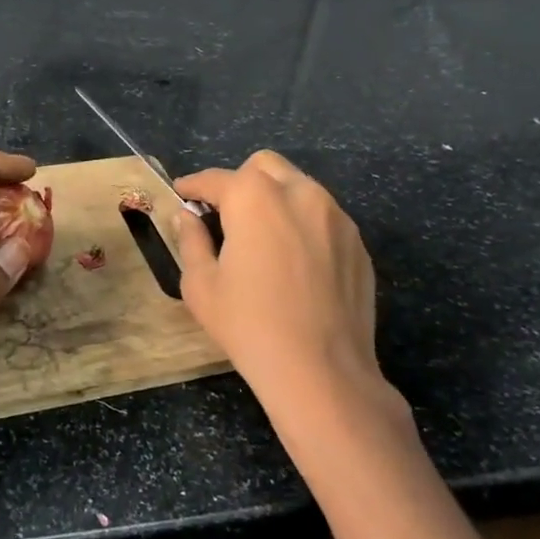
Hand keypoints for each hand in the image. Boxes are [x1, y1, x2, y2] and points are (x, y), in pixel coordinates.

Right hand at [171, 150, 389, 424]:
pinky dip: (302, 223)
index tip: (181, 194)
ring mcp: (336, 216)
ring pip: (298, 186)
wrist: (322, 372)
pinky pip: (323, 216)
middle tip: (225, 215)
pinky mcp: (358, 243)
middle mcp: (299, 193)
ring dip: (274, 198)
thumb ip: (191, 240)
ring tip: (261, 237)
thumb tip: (187, 217)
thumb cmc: (249, 325)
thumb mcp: (201, 285)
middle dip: (239, 182)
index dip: (193, 186)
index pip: (215, 179)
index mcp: (254, 198)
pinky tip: (294, 261)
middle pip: (263, 166)